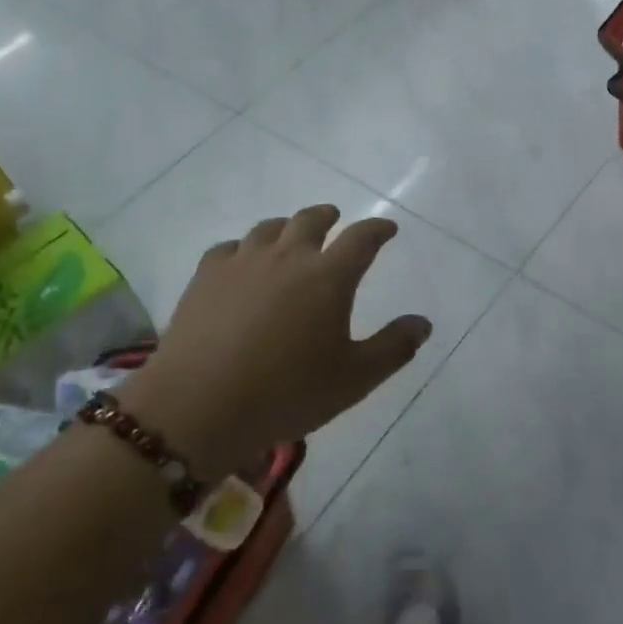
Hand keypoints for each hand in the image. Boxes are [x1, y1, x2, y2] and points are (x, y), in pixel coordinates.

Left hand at [121, 206, 430, 467]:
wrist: (200, 406)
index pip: (362, 238)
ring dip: (287, 226)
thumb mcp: (355, 379)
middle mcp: (287, 257)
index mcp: (329, 276)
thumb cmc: (288, 392)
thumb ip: (393, 347)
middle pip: (311, 221)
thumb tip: (422, 323)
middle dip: (328, 217)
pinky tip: (243, 260)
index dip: (378, 229)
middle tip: (336, 218)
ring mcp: (242, 263)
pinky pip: (229, 248)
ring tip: (291, 234)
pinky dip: (245, 247)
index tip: (387, 228)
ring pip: (268, 228)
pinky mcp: (205, 277)